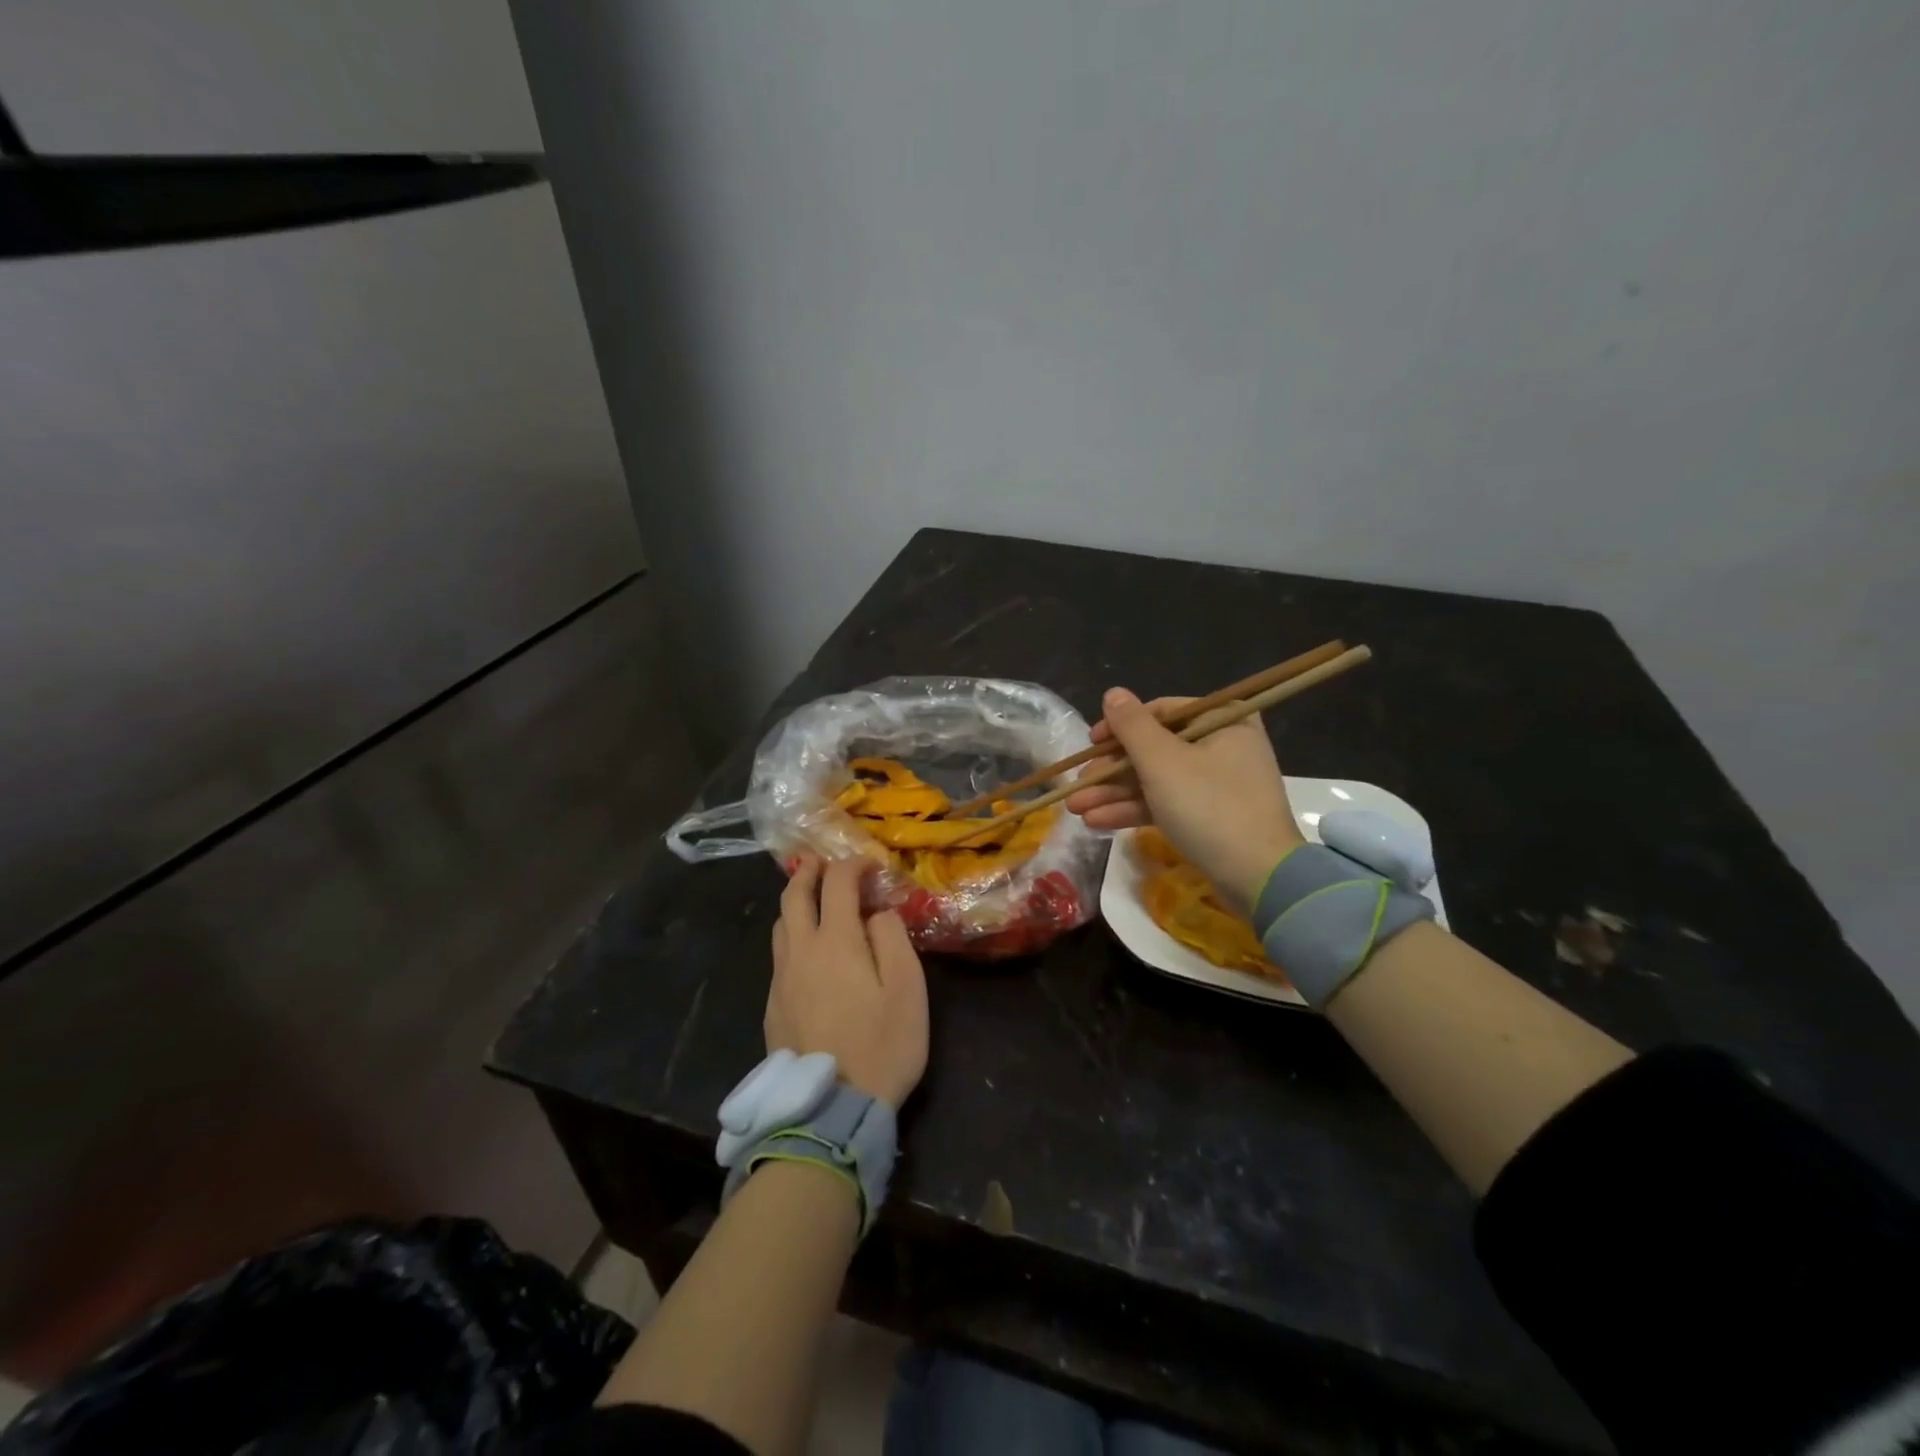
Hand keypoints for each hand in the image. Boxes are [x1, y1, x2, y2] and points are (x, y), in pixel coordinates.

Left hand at [766, 855, 928, 1107]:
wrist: (831, 1108)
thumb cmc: (882, 1044)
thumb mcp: (907, 988)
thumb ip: (893, 939)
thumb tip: (877, 913)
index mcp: (836, 941)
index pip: (838, 884)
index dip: (853, 865)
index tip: (870, 865)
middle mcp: (801, 951)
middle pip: (795, 896)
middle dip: (809, 872)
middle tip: (822, 862)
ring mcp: (781, 980)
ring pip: (781, 926)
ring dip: (796, 903)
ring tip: (812, 900)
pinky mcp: (772, 1006)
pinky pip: (779, 956)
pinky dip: (791, 936)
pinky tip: (806, 951)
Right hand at [1065, 688, 1304, 911]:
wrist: (1258, 878)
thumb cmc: (1209, 806)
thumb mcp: (1163, 762)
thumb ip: (1132, 726)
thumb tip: (1113, 693)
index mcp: (1222, 720)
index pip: (1162, 711)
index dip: (1120, 726)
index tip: (1091, 744)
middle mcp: (1222, 745)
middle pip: (1154, 748)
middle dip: (1111, 770)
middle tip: (1077, 784)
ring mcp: (1216, 784)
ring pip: (1155, 780)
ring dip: (1114, 793)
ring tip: (1076, 808)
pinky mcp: (1209, 817)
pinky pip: (1165, 803)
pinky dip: (1134, 810)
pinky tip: (1097, 821)